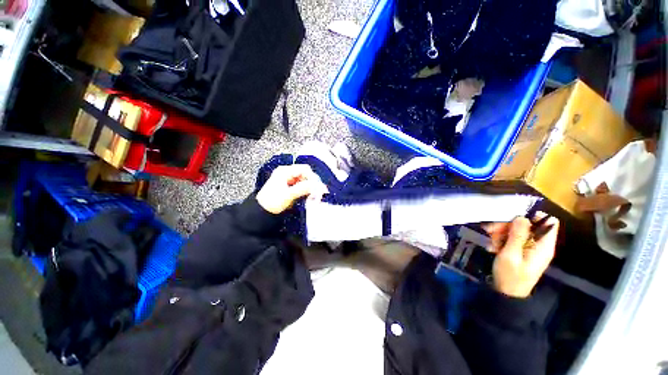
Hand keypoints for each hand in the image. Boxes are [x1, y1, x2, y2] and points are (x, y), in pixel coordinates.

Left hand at [256, 164, 328, 214]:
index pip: (304, 169)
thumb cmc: (271, 202)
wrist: (260, 213)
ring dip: (310, 187)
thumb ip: (303, 189)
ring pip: (304, 180)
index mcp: (285, 171)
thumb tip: (318, 186)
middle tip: (318, 192)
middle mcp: (287, 173)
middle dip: (312, 183)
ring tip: (314, 196)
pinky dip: (306, 191)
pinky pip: (302, 186)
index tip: (318, 186)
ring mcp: (288, 180)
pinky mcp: (289, 187)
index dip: (313, 177)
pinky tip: (309, 196)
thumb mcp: (288, 195)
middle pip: (305, 174)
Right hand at [483, 213, 558, 297]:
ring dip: (501, 232)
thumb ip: (517, 236)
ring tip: (490, 241)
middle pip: (528, 225)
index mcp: (544, 245)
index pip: (549, 222)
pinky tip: (492, 246)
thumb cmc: (510, 275)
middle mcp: (539, 244)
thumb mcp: (511, 255)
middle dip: (508, 225)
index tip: (513, 218)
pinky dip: (501, 239)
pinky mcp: (521, 251)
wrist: (507, 293)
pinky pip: (512, 239)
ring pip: (517, 231)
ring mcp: (530, 248)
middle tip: (491, 230)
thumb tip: (522, 217)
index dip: (533, 216)